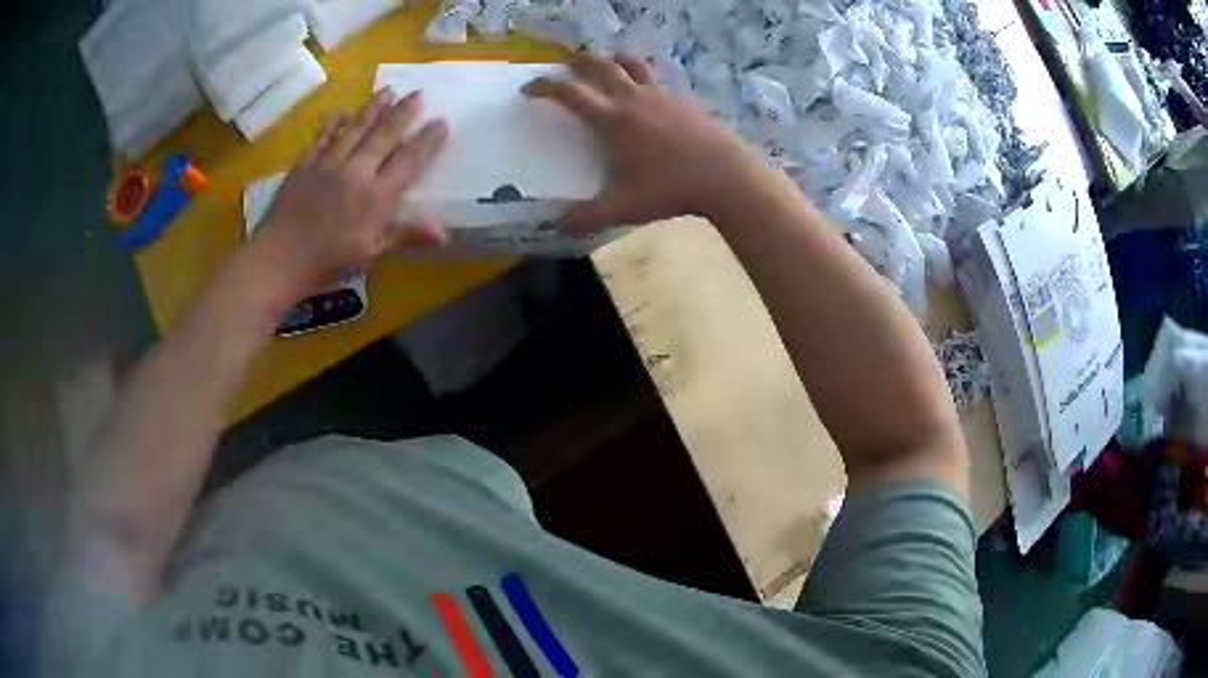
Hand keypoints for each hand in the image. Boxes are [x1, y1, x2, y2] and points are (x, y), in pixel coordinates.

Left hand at [248, 88, 448, 304]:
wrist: (281, 258)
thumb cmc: (329, 261)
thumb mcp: (371, 254)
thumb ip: (406, 237)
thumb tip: (444, 233)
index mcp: (376, 195)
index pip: (408, 160)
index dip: (426, 140)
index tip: (440, 121)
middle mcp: (356, 171)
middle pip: (384, 135)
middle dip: (403, 112)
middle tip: (418, 93)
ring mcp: (328, 163)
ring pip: (356, 128)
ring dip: (374, 107)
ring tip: (388, 89)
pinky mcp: (305, 164)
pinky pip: (322, 137)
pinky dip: (333, 123)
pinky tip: (341, 112)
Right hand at [522, 53, 769, 232]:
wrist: (725, 175)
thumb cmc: (670, 188)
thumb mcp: (623, 208)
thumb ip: (587, 216)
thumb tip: (557, 225)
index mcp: (612, 120)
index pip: (569, 93)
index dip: (544, 87)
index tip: (529, 88)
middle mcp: (632, 98)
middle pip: (600, 66)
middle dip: (577, 62)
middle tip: (566, 65)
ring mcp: (660, 94)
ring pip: (631, 64)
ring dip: (612, 59)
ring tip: (606, 63)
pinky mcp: (681, 99)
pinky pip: (655, 78)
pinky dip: (641, 76)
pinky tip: (645, 91)